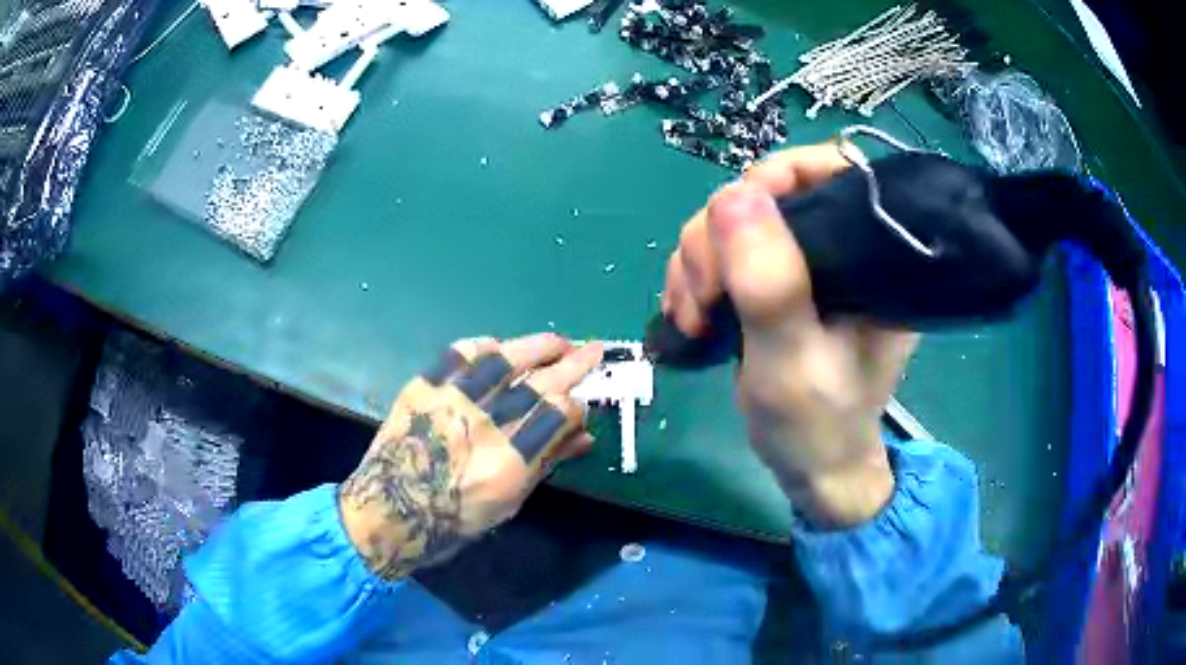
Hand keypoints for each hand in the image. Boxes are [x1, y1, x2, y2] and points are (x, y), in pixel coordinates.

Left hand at [339, 334, 602, 579]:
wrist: (390, 508)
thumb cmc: (455, 518)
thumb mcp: (510, 501)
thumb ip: (546, 462)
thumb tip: (583, 436)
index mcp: (511, 460)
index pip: (560, 413)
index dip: (578, 406)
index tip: (580, 406)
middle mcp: (486, 424)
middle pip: (542, 381)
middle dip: (574, 363)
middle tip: (593, 350)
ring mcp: (453, 400)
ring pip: (505, 358)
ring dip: (537, 345)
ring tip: (557, 341)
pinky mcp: (425, 386)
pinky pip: (459, 354)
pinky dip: (484, 345)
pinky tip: (500, 345)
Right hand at [662, 143, 917, 528]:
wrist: (807, 465)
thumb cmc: (817, 423)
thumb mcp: (794, 360)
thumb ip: (771, 284)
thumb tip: (733, 194)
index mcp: (871, 257)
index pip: (836, 171)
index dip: (784, 174)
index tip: (740, 214)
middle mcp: (838, 249)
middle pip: (768, 193)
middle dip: (720, 236)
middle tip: (705, 296)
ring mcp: (800, 264)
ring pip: (732, 222)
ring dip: (696, 262)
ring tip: (693, 317)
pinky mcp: (770, 283)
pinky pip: (717, 252)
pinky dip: (691, 276)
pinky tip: (687, 315)